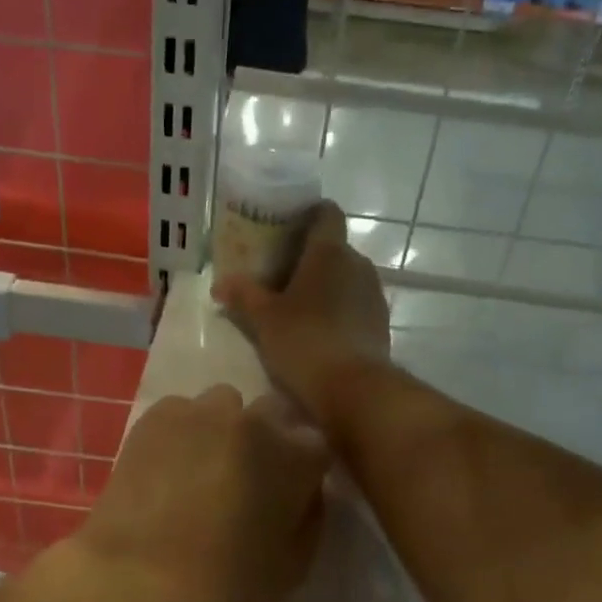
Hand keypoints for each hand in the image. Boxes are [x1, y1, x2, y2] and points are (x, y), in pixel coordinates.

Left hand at [69, 386, 330, 601]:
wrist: (135, 584)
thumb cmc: (225, 588)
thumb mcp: (293, 568)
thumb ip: (309, 517)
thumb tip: (304, 491)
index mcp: (296, 456)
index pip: (316, 444)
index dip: (303, 470)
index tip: (289, 494)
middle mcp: (254, 421)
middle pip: (273, 412)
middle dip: (268, 439)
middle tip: (248, 481)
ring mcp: (201, 413)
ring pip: (225, 405)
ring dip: (224, 429)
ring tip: (203, 469)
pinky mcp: (154, 418)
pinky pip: (181, 412)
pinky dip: (182, 433)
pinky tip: (167, 468)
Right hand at [214, 202, 389, 424]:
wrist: (353, 389)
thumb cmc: (304, 342)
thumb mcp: (264, 319)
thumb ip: (243, 295)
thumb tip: (221, 283)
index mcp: (330, 251)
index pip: (326, 212)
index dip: (308, 214)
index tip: (286, 227)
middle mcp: (358, 264)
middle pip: (333, 248)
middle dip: (309, 257)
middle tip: (280, 275)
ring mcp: (374, 294)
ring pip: (346, 277)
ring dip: (324, 285)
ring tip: (297, 307)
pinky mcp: (380, 322)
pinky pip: (355, 303)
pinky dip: (338, 309)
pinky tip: (318, 331)